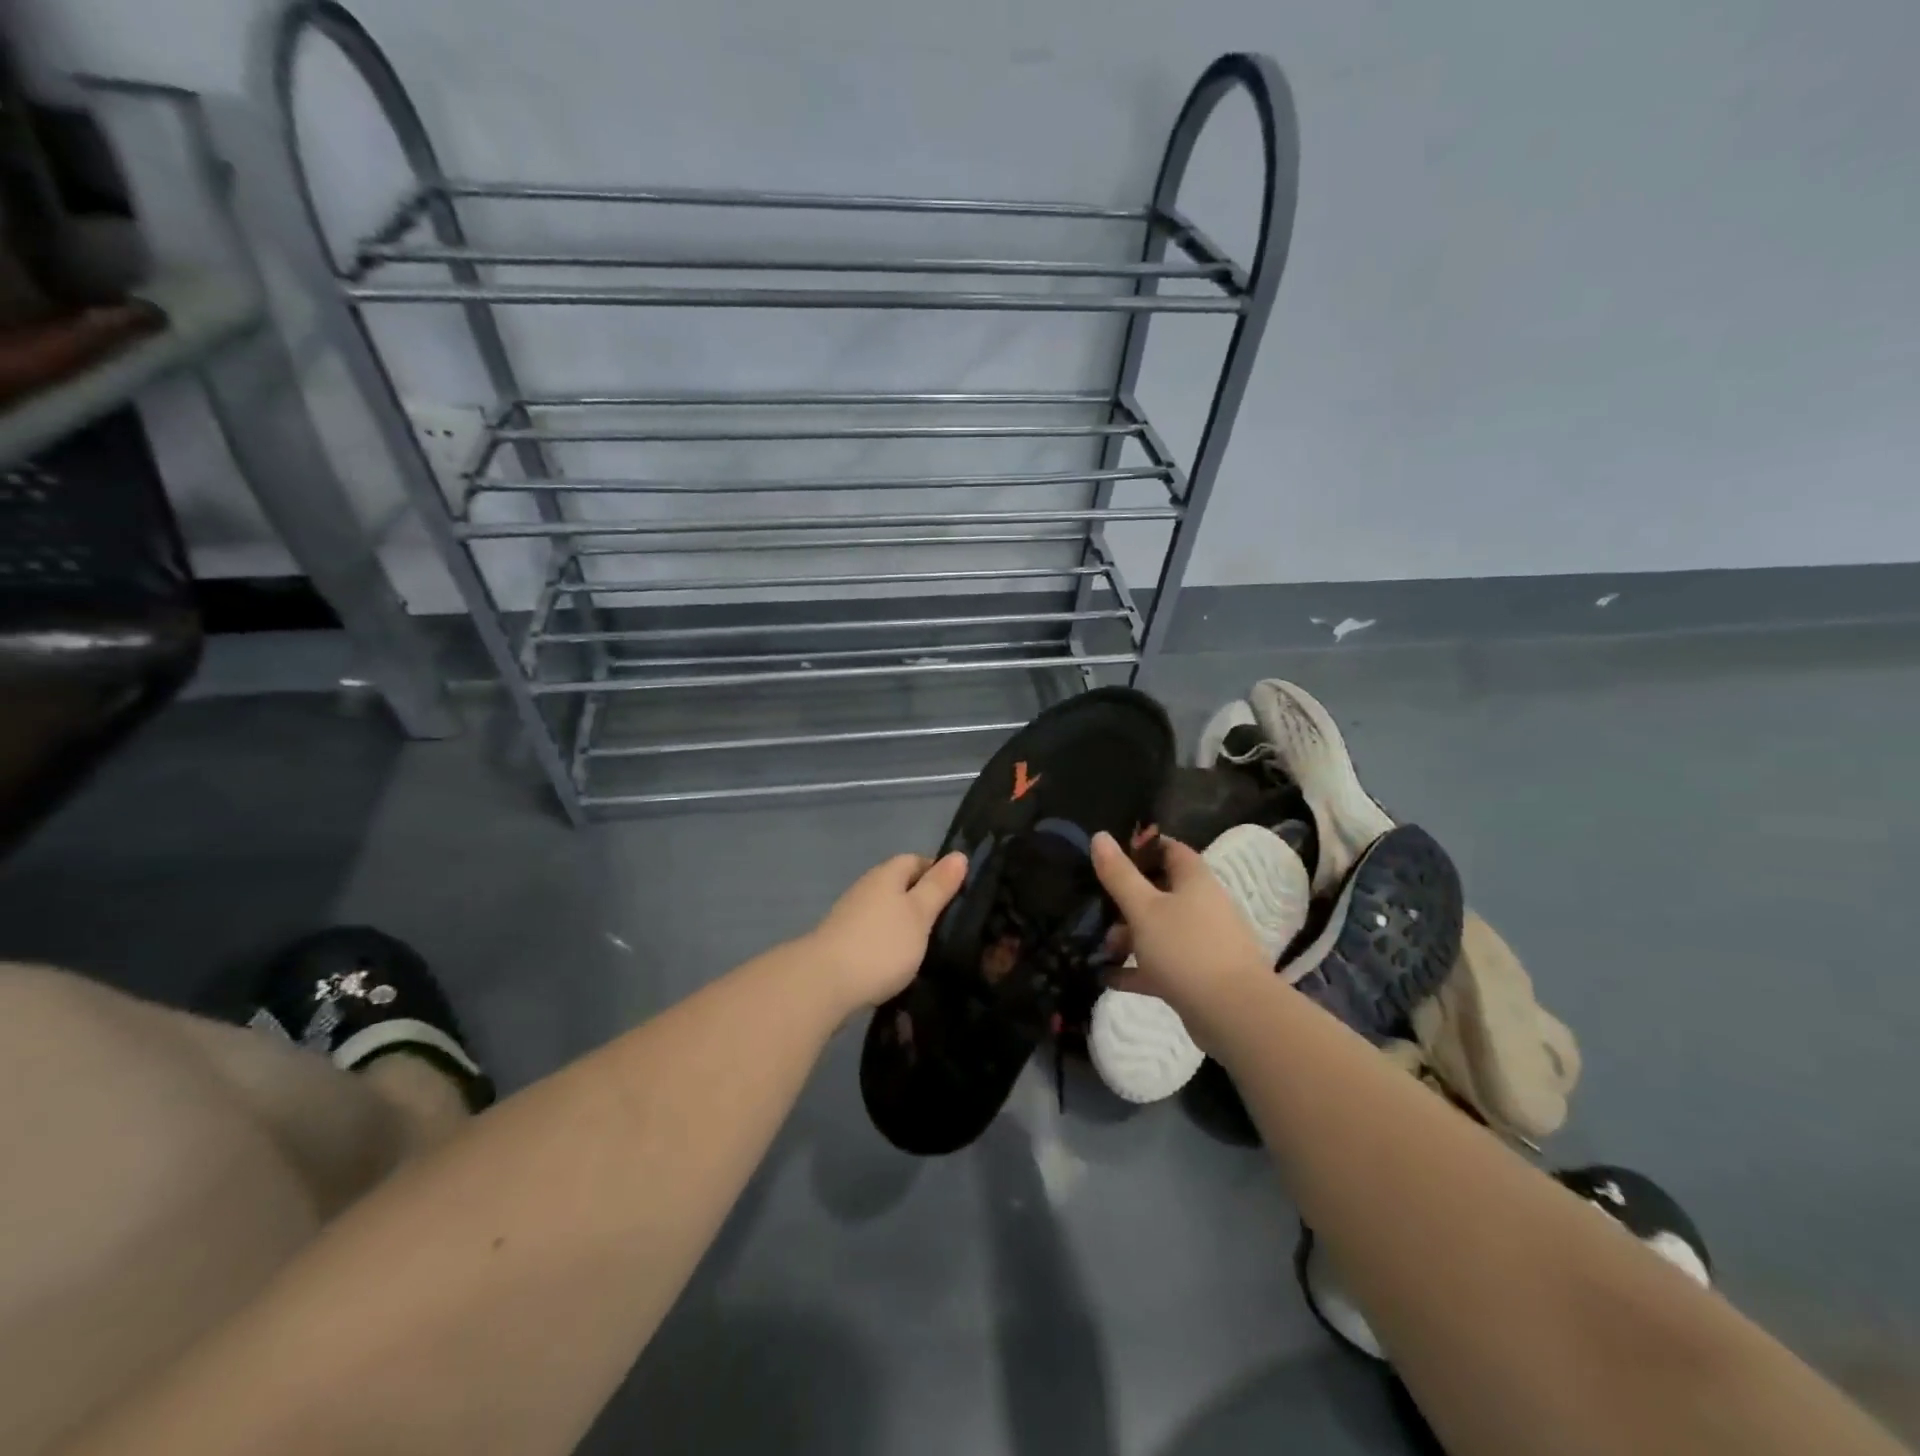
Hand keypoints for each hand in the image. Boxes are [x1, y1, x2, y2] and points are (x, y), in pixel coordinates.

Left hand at [802, 851, 968, 1011]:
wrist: (823, 984)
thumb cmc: (880, 944)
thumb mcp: (919, 914)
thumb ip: (938, 887)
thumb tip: (958, 855)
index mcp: (886, 875)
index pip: (915, 860)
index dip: (938, 872)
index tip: (961, 894)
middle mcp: (866, 889)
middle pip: (900, 886)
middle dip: (923, 901)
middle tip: (951, 924)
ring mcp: (851, 916)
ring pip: (887, 912)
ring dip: (906, 925)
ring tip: (931, 947)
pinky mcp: (843, 944)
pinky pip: (875, 935)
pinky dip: (890, 945)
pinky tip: (902, 964)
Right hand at [1091, 831, 1272, 1020]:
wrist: (1234, 1014)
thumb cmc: (1186, 948)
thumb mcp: (1144, 908)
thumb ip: (1120, 874)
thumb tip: (1100, 835)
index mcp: (1195, 881)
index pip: (1170, 850)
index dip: (1142, 848)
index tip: (1111, 855)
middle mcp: (1202, 906)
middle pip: (1161, 892)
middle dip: (1126, 900)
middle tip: (1096, 908)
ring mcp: (1202, 943)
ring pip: (1160, 930)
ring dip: (1129, 937)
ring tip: (1101, 949)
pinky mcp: (1198, 976)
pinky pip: (1162, 965)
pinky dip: (1137, 969)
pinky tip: (1108, 977)